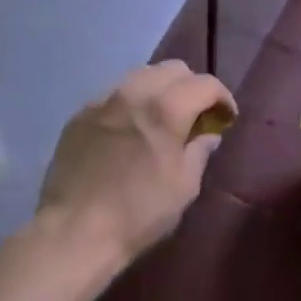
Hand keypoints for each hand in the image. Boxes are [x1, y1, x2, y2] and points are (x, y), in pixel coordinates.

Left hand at [36, 61, 235, 281]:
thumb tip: (207, 135)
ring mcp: (101, 101)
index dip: (222, 98)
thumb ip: (199, 151)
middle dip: (192, 87)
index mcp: (165, 108)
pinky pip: (113, 95)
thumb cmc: (139, 213)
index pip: (205, 83)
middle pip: (172, 69)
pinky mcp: (80, 115)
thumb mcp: (184, 187)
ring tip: (162, 118)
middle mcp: (133, 93)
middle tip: (196, 115)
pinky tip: (130, 130)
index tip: (226, 118)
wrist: (74, 231)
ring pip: (140, 76)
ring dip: (160, 90)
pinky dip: (131, 103)